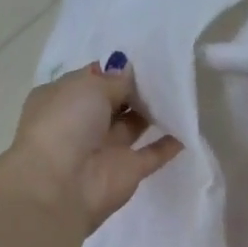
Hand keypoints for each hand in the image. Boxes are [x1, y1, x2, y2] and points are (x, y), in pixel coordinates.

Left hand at [0, 55, 183, 233]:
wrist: (60, 186)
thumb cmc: (65, 124)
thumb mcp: (87, 87)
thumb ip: (113, 80)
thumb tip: (127, 72)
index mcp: (62, 99)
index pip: (91, 80)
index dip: (114, 70)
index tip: (142, 60)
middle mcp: (82, 124)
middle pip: (114, 102)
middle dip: (137, 89)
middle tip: (167, 72)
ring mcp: (105, 149)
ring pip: (133, 126)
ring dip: (153, 112)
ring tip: (180, 93)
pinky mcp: (127, 172)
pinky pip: (152, 154)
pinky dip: (169, 144)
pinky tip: (188, 129)